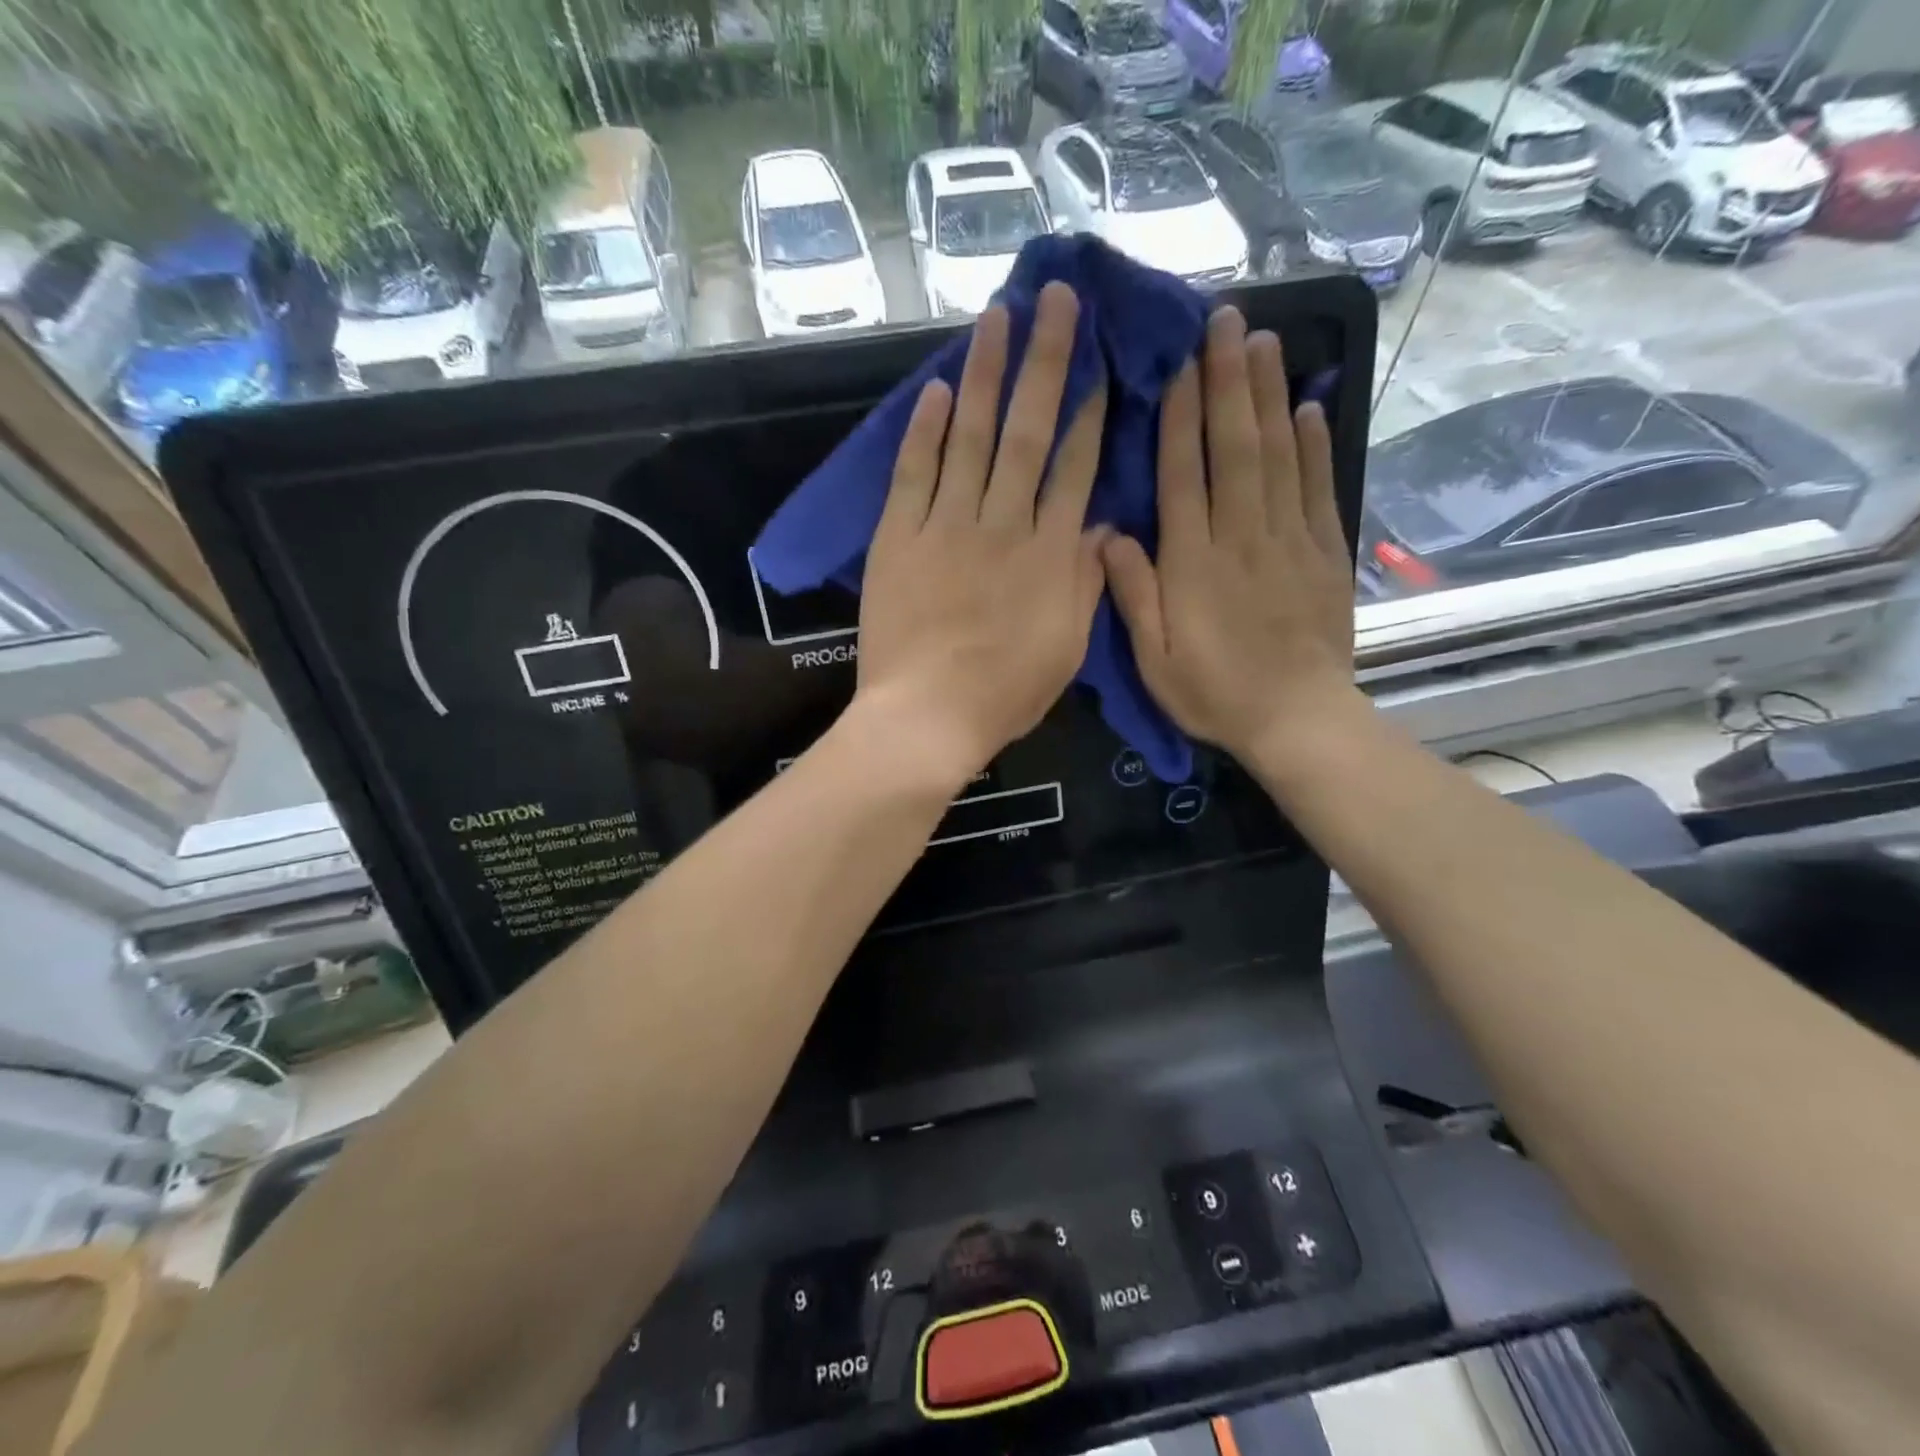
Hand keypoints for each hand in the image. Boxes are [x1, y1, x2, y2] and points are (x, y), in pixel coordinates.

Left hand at [855, 283, 1108, 785]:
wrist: (926, 718)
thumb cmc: (1004, 694)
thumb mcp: (1066, 649)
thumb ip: (1086, 584)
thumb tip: (1104, 526)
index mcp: (1049, 556)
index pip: (1074, 469)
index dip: (1089, 414)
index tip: (1099, 363)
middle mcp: (1002, 525)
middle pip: (1027, 432)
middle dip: (1045, 362)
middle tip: (1056, 297)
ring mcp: (946, 527)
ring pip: (971, 437)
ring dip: (986, 372)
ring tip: (998, 314)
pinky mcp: (898, 538)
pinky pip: (913, 474)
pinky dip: (925, 430)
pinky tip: (937, 389)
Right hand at [1102, 306, 1354, 763]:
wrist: (1297, 719)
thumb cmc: (1214, 692)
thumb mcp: (1153, 658)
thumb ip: (1132, 593)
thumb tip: (1109, 533)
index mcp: (1194, 562)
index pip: (1184, 475)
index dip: (1181, 416)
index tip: (1180, 363)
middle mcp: (1242, 536)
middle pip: (1235, 447)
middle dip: (1228, 381)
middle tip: (1225, 321)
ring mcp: (1289, 539)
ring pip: (1278, 455)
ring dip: (1268, 395)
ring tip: (1261, 341)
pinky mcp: (1324, 551)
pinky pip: (1318, 487)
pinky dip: (1314, 444)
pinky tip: (1308, 406)